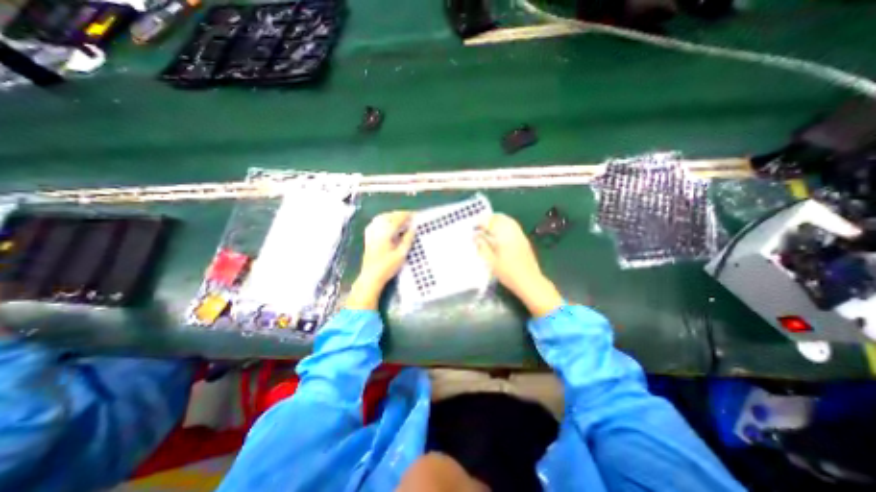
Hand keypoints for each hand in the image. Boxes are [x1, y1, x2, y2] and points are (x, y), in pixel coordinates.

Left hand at [348, 211, 415, 310]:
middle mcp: (377, 229)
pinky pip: (377, 222)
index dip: (407, 215)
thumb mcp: (401, 254)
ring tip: (402, 219)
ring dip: (393, 216)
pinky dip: (385, 220)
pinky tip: (390, 224)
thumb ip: (408, 239)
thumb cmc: (387, 267)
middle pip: (389, 215)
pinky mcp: (369, 236)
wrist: (370, 277)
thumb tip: (413, 228)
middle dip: (400, 214)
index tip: (416, 215)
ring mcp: (371, 232)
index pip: (398, 218)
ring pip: (383, 217)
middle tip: (411, 217)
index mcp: (386, 232)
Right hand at [477, 213, 564, 317]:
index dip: (481, 221)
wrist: (529, 281)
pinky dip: (504, 226)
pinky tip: (500, 235)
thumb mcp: (490, 261)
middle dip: (489, 219)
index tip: (474, 227)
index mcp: (504, 235)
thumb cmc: (508, 273)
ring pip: (508, 220)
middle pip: (500, 217)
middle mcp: (513, 231)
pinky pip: (513, 226)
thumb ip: (482, 246)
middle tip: (480, 226)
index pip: (491, 221)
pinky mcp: (524, 240)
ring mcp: (520, 235)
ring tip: (489, 229)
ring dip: (497, 221)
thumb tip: (475, 236)